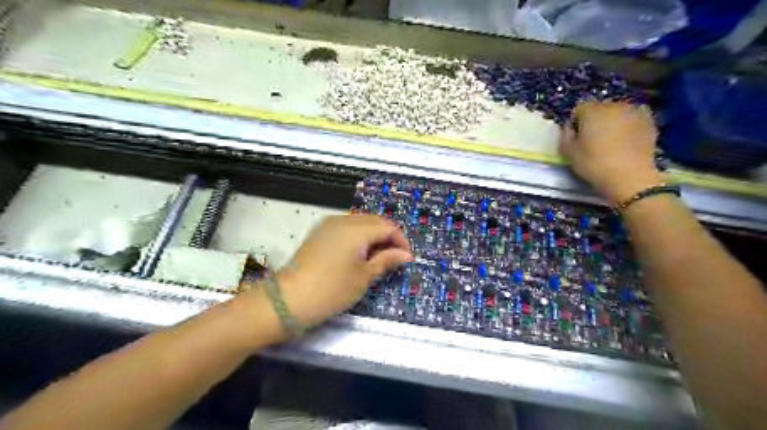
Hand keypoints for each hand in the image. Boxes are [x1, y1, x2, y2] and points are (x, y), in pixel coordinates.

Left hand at [273, 217, 410, 327]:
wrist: (290, 299)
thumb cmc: (332, 289)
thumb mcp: (364, 276)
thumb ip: (387, 260)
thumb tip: (406, 255)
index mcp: (357, 229)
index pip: (388, 227)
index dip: (401, 241)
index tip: (406, 258)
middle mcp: (343, 220)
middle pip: (375, 221)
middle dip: (388, 236)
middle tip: (394, 258)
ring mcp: (329, 224)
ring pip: (361, 222)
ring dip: (373, 235)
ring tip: (377, 257)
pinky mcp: (320, 232)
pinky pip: (347, 226)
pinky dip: (359, 235)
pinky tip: (359, 252)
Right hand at [562, 102, 661, 206]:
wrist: (630, 176)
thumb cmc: (594, 164)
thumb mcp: (569, 153)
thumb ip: (565, 136)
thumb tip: (569, 129)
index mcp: (592, 110)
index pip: (579, 108)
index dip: (575, 122)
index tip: (576, 137)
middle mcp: (613, 105)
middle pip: (599, 108)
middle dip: (595, 120)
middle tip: (593, 140)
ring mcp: (634, 111)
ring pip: (617, 113)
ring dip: (612, 122)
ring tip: (611, 141)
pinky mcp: (650, 121)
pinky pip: (634, 118)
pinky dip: (628, 125)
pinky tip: (626, 140)